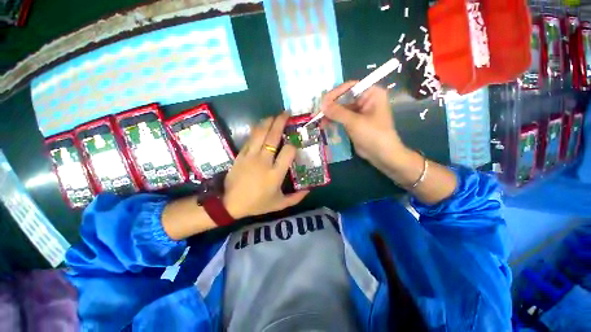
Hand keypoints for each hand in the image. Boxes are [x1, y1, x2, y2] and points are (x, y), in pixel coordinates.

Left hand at [223, 113, 308, 218]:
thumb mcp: (279, 204)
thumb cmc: (256, 204)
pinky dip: (257, 129)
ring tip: (275, 115)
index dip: (294, 145)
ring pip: (260, 133)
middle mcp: (264, 161)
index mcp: (275, 174)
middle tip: (287, 113)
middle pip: (273, 137)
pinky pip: (250, 138)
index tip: (296, 144)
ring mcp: (251, 156)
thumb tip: (309, 190)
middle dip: (281, 122)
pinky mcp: (241, 154)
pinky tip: (262, 125)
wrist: (230, 203)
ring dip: (268, 122)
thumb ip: (296, 198)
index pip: (288, 152)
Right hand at [321, 82, 404, 164]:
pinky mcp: (354, 122)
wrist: (382, 154)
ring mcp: (359, 112)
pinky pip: (341, 118)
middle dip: (330, 106)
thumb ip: (337, 112)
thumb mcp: (354, 122)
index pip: (349, 87)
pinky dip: (333, 121)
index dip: (335, 93)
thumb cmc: (373, 134)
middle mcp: (365, 100)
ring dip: (330, 115)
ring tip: (319, 121)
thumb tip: (322, 105)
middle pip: (344, 98)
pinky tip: (325, 125)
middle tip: (318, 113)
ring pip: (341, 109)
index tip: (323, 102)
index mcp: (371, 93)